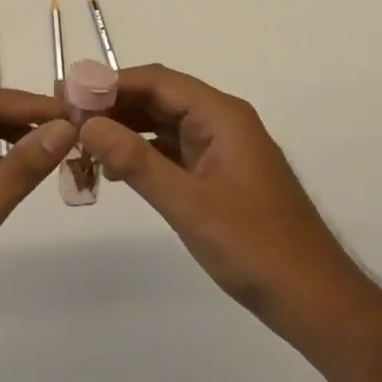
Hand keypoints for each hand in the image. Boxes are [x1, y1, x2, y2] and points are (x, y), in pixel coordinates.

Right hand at [79, 65, 365, 340]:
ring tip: (80, 142)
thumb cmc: (255, 248)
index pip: (157, 81)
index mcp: (221, 115)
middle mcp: (221, 121)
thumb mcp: (189, 205)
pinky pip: (173, 150)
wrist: (315, 301)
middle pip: (159, 98)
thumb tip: (88, 124)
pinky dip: (142, 154)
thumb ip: (137, 162)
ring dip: (125, 130)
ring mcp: (221, 149)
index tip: (68, 93)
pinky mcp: (219, 175)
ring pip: (163, 124)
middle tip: (66, 117)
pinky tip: (113, 169)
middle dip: (113, 105)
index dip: (111, 83)